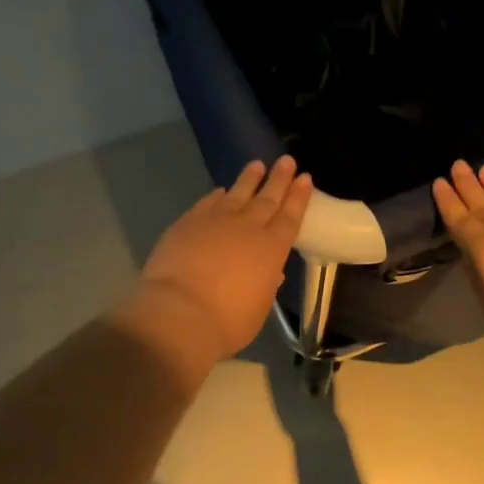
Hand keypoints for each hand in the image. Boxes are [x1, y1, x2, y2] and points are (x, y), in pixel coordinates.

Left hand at [131, 156, 312, 360]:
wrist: (179, 313)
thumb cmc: (226, 322)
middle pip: (267, 198)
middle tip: (287, 161)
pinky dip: (217, 195)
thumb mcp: (258, 307)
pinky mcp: (188, 222)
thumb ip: (265, 285)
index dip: (298, 197)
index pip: (290, 217)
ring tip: (257, 165)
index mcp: (271, 249)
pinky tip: (220, 190)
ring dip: (249, 178)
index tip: (305, 178)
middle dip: (279, 179)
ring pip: (238, 192)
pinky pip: (208, 202)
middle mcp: (247, 228)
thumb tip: (269, 272)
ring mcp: (216, 221)